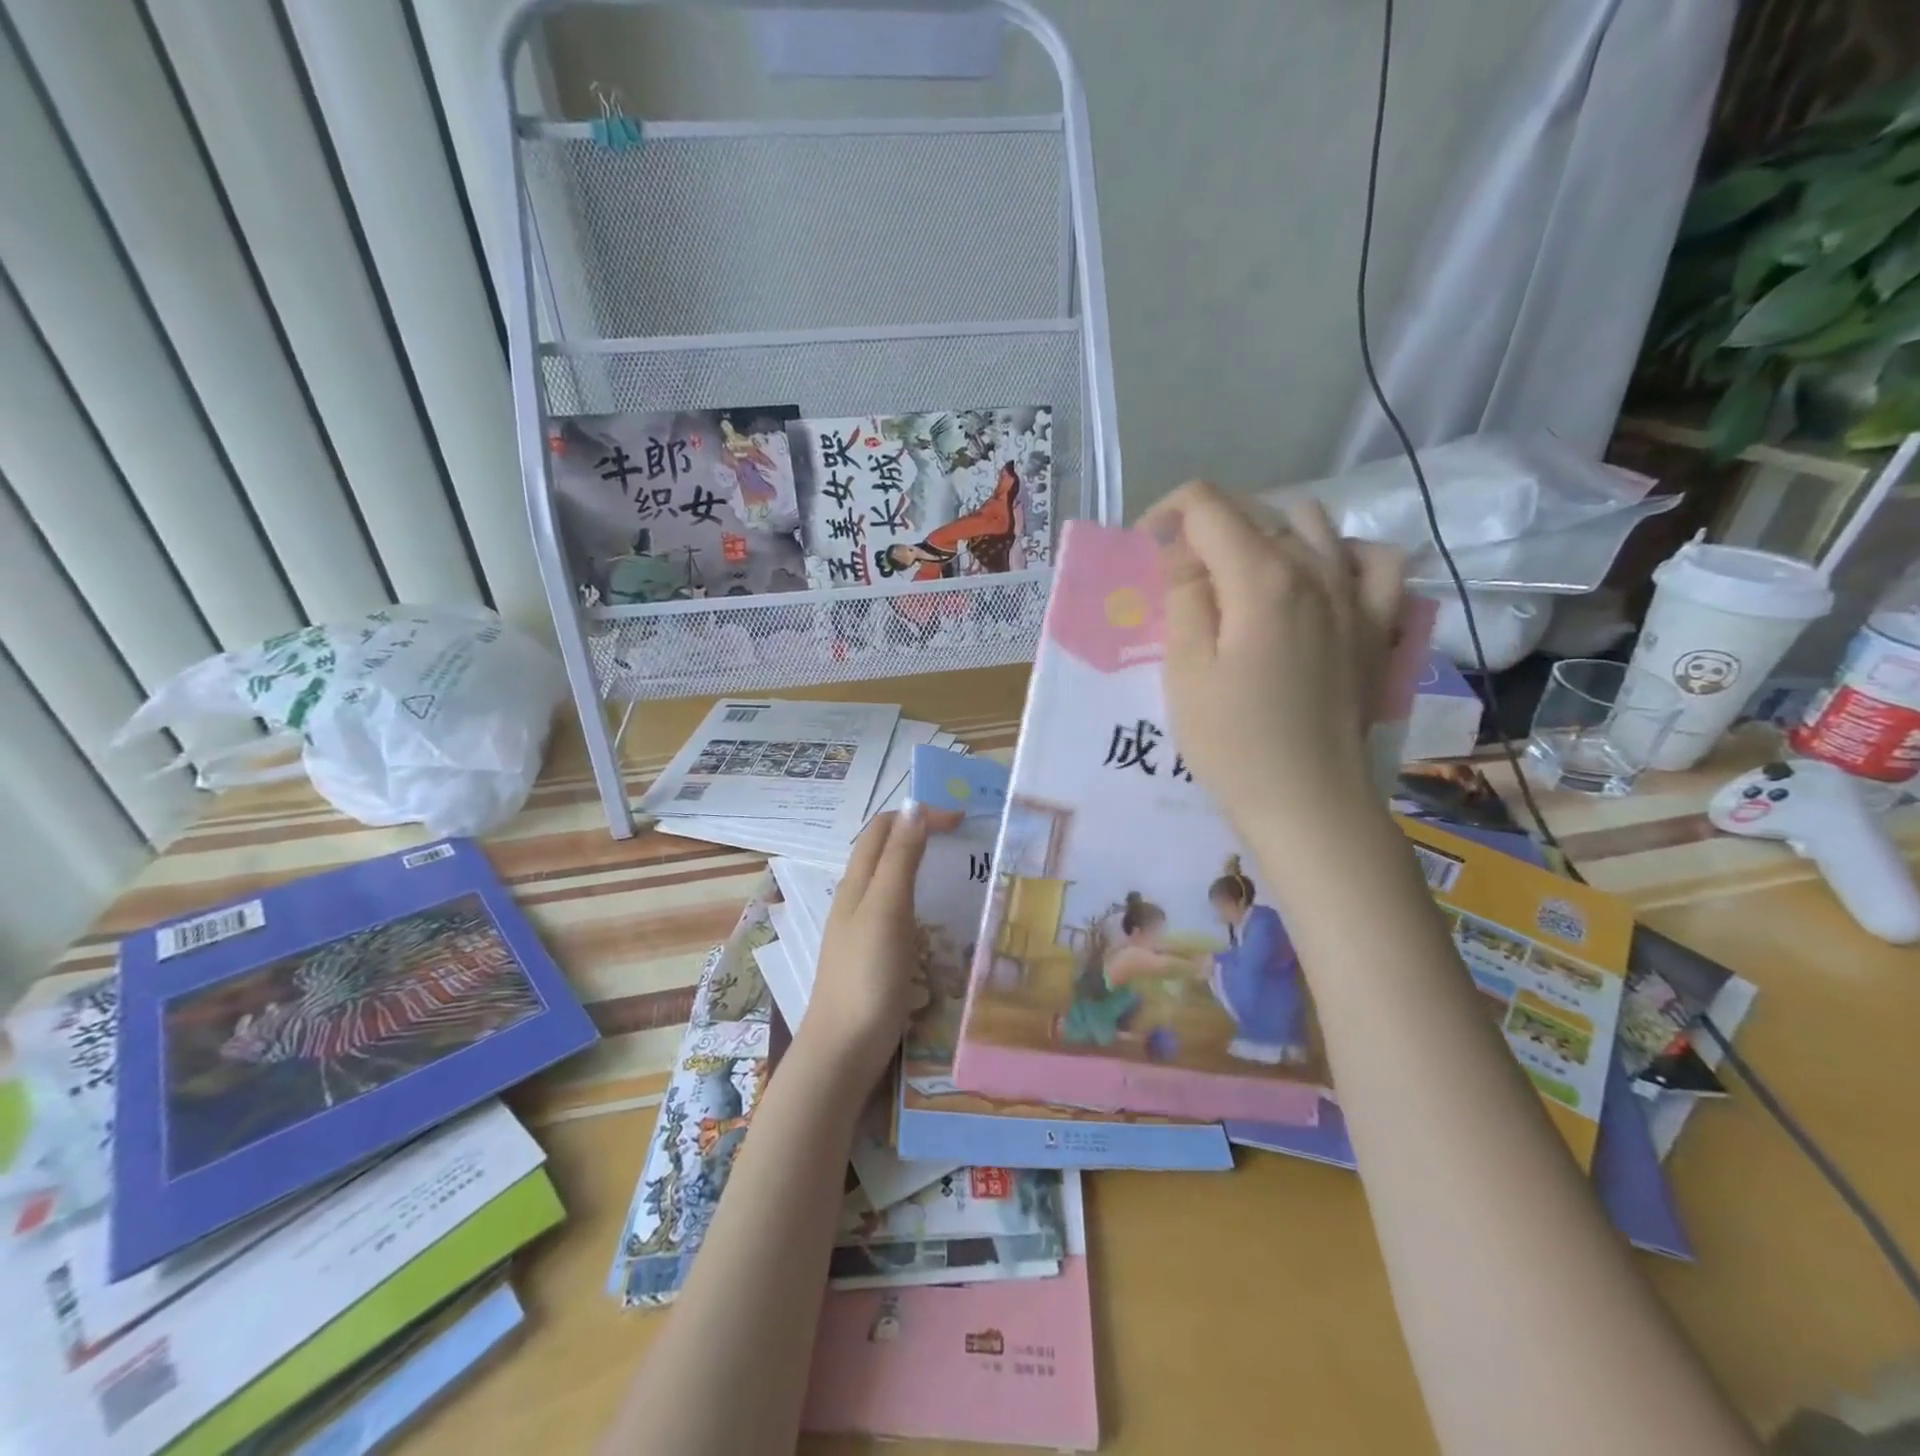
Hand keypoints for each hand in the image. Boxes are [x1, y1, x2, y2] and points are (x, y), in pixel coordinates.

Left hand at [803, 805, 958, 1092]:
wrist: (845, 1048)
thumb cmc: (867, 974)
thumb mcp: (886, 909)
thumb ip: (899, 859)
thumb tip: (914, 808)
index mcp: (857, 882)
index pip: (883, 829)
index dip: (918, 814)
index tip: (961, 820)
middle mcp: (856, 899)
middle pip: (884, 850)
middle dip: (919, 832)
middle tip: (962, 836)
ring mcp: (863, 929)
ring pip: (890, 881)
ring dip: (919, 863)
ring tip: (955, 867)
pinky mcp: (874, 955)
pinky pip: (898, 912)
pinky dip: (919, 898)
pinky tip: (937, 916)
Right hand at [1140, 481, 1405, 837]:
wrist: (1309, 803)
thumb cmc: (1232, 742)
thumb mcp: (1185, 669)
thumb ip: (1184, 594)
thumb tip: (1183, 548)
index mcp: (1262, 577)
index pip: (1207, 505)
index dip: (1165, 516)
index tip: (1145, 555)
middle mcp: (1317, 569)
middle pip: (1256, 510)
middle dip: (1206, 527)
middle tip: (1178, 578)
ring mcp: (1357, 596)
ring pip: (1314, 524)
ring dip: (1268, 534)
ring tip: (1241, 577)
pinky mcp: (1379, 627)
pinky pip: (1374, 561)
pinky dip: (1341, 556)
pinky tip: (1319, 582)